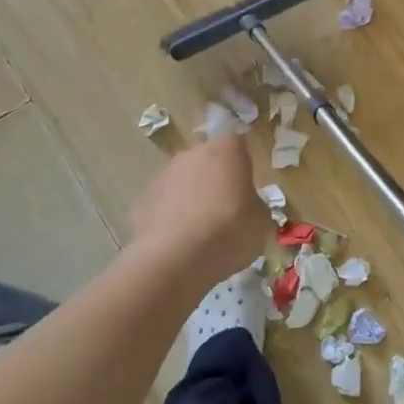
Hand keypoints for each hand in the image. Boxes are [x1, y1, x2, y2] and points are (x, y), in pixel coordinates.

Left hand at [127, 135, 262, 284]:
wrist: (176, 259)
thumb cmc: (229, 231)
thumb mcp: (261, 222)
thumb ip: (255, 205)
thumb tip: (247, 207)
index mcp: (226, 151)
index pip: (237, 144)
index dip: (242, 165)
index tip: (246, 188)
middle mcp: (192, 154)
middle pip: (207, 161)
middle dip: (214, 180)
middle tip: (225, 210)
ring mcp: (163, 175)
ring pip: (182, 181)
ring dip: (190, 198)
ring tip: (199, 232)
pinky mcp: (142, 200)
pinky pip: (163, 204)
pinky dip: (170, 217)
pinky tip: (178, 242)